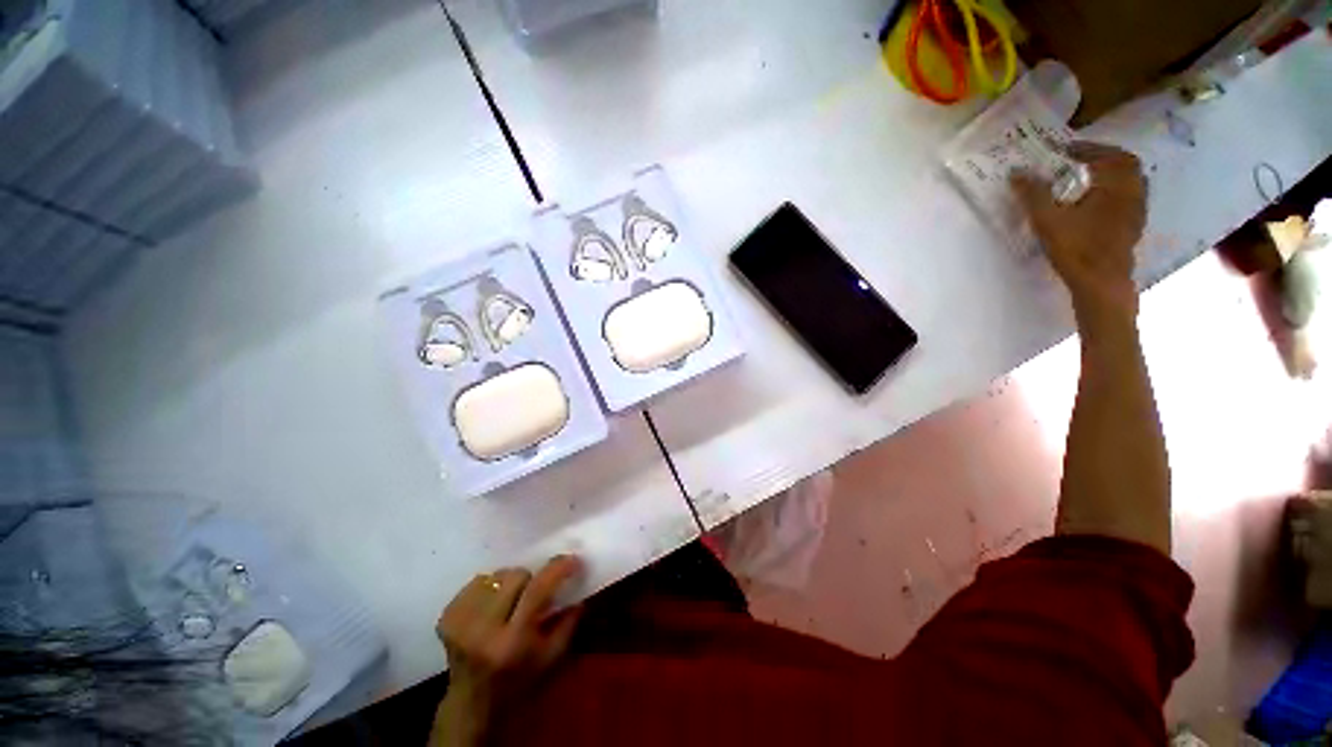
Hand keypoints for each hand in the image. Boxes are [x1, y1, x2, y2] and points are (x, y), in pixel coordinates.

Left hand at [431, 556, 582, 746]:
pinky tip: (492, 605)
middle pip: (515, 576)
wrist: (472, 701)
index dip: (557, 569)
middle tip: (534, 593)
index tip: (572, 560)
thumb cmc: (519, 679)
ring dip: (510, 582)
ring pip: (496, 575)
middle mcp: (482, 630)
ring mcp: (460, 622)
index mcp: (511, 642)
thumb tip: (579, 581)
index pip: (536, 590)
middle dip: (531, 580)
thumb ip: (569, 620)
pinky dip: (490, 586)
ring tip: (511, 601)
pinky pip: (477, 581)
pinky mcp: (446, 616)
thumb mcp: (552, 656)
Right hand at [1012, 142, 1147, 323]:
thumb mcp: (1048, 220)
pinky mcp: (1134, 227)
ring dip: (1113, 173)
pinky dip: (1117, 190)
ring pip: (1132, 181)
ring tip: (1091, 177)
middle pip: (1126, 164)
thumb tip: (1016, 172)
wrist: (1101, 283)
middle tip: (1082, 158)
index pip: (1106, 155)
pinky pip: (1131, 198)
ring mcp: (1137, 211)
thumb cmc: (1076, 248)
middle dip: (1104, 156)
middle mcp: (1133, 192)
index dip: (1086, 148)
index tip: (1066, 149)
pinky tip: (1101, 202)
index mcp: (1116, 184)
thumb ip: (1033, 195)